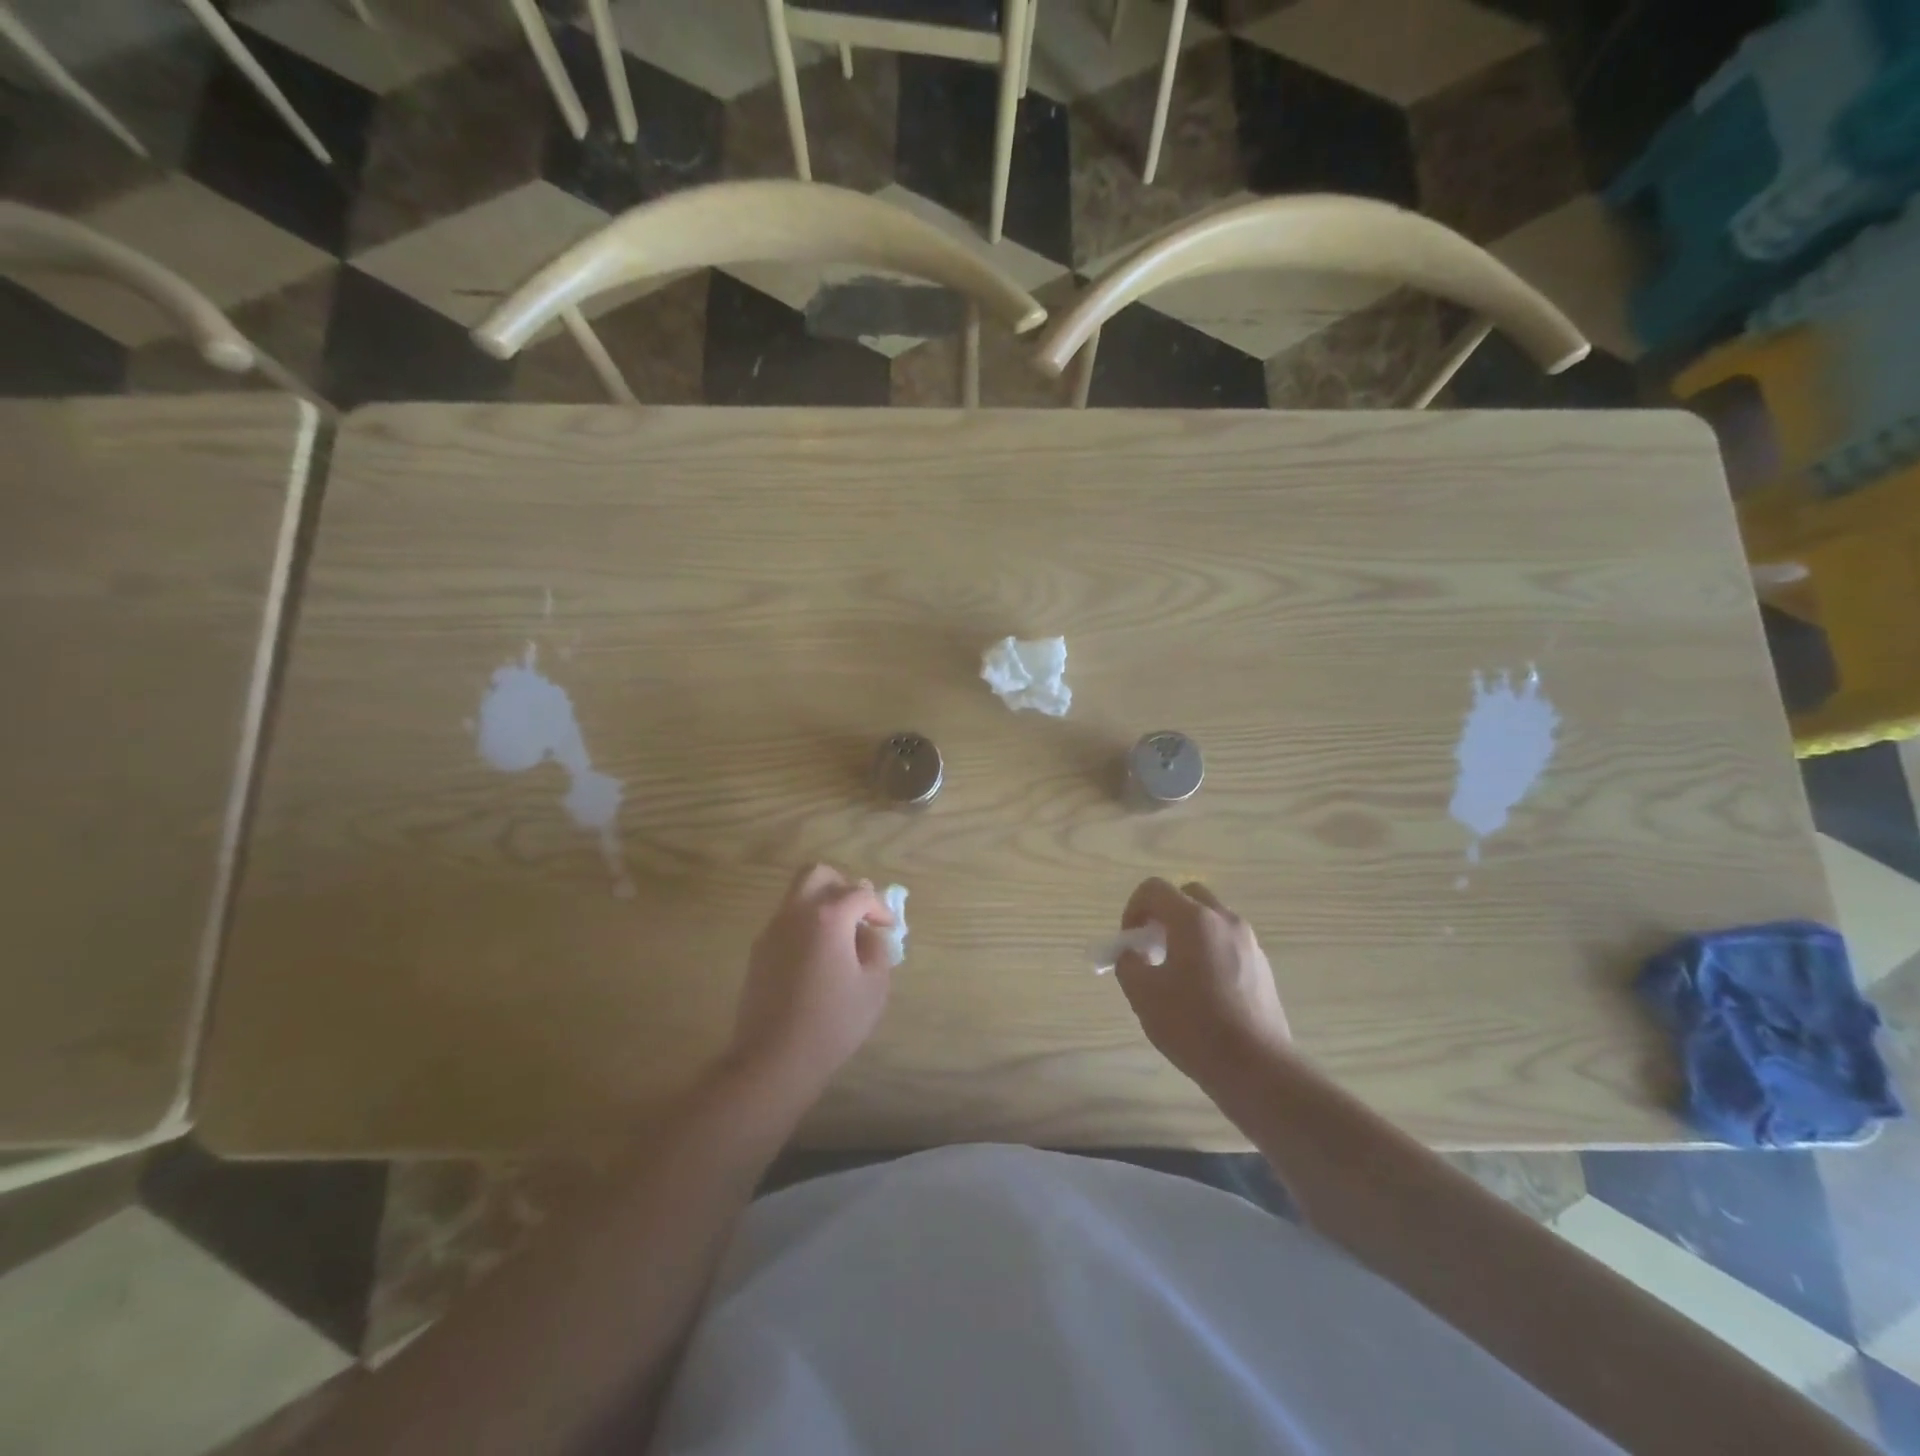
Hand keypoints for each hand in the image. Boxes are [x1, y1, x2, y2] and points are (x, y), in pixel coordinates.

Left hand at [729, 863, 896, 1103]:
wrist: (773, 1059)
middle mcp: (795, 913)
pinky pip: (787, 922)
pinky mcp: (758, 952)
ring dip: (822, 905)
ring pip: (797, 897)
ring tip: (841, 939)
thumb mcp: (873, 986)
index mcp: (827, 917)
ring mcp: (772, 931)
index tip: (889, 927)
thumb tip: (867, 934)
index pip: (859, 893)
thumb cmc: (832, 1022)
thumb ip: (876, 949)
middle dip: (842, 886)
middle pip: (817, 875)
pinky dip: (806, 926)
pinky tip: (819, 959)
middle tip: (859, 913)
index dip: (879, 907)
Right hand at [1113, 878, 1289, 1091]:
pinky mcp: (1262, 966)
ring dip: (1188, 932)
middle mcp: (1225, 921)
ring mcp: (1249, 942)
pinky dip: (1209, 950)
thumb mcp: (1143, 995)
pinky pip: (1228, 942)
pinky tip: (1204, 991)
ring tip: (1177, 972)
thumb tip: (1133, 954)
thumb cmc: (1193, 1026)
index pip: (1154, 889)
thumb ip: (1129, 963)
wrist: (1256, 1068)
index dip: (1133, 908)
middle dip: (1164, 914)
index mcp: (1194, 920)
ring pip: (1211, 919)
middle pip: (1188, 896)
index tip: (1129, 941)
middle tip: (1152, 947)